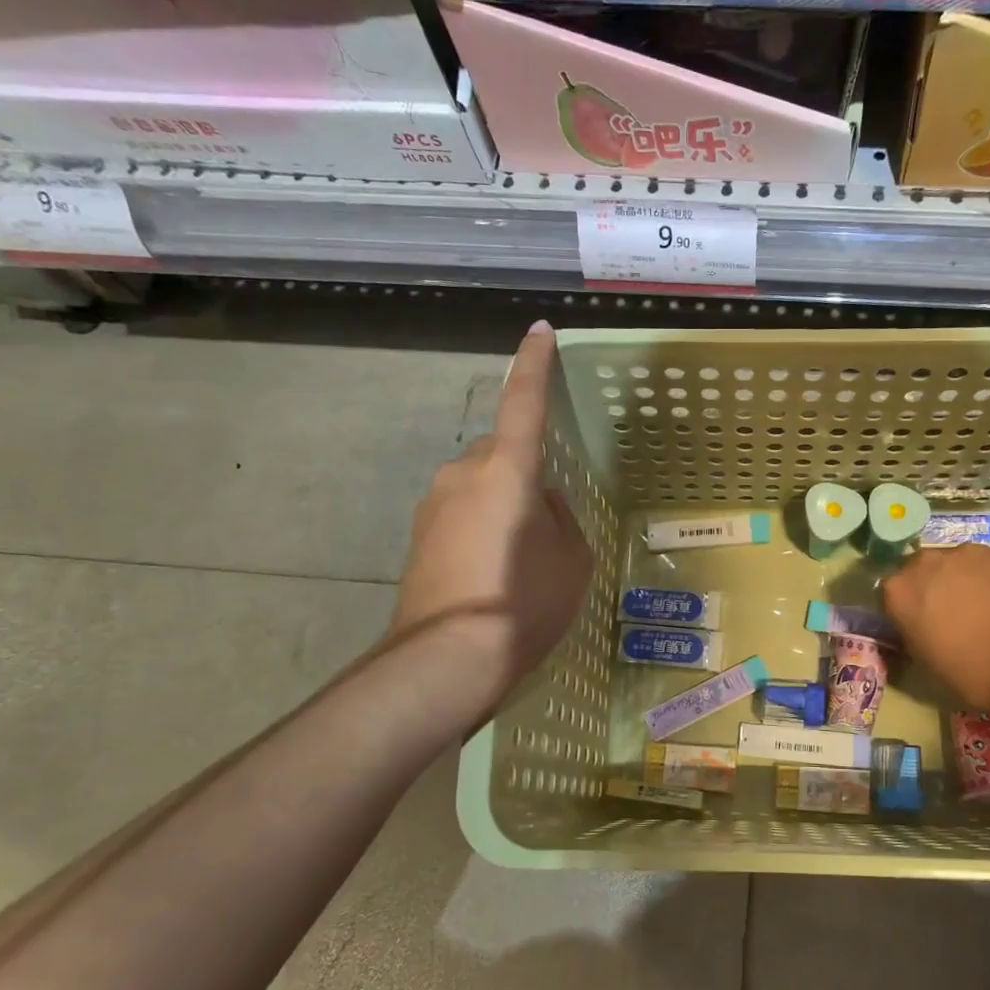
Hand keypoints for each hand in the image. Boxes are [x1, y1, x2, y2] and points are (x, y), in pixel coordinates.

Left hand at [387, 322, 592, 718]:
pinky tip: (493, 571)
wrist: (446, 658)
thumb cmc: (524, 602)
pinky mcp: (418, 534)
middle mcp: (463, 473)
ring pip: (480, 484)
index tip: (539, 331)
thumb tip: (539, 505)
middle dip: (523, 471)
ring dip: (502, 503)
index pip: (524, 402)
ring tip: (521, 557)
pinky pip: (461, 511)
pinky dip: (482, 526)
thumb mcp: (571, 560)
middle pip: (500, 453)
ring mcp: (433, 503)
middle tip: (547, 521)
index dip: (534, 365)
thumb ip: (560, 517)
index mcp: (507, 470)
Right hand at [881, 544, 989, 713]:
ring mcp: (962, 552)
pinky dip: (985, 575)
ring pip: (951, 562)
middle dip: (928, 586)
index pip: (889, 592)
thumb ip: (911, 631)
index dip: (903, 607)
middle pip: (918, 569)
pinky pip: (981, 562)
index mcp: (897, 592)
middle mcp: (923, 563)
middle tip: (947, 611)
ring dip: (957, 577)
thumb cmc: (969, 672)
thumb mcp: (923, 659)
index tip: (916, 622)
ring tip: (979, 603)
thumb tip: (916, 624)